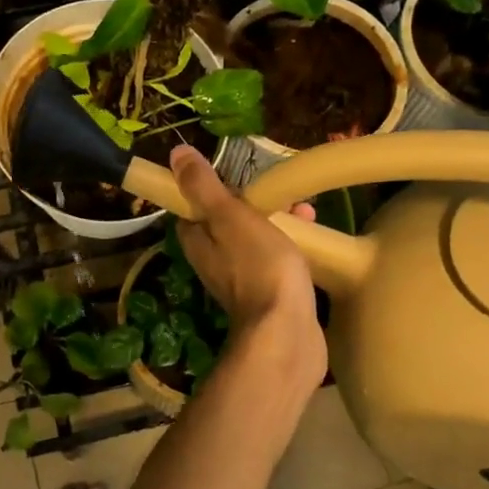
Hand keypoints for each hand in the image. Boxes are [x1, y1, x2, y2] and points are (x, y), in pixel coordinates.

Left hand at [168, 146, 326, 377]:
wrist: (286, 333)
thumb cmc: (258, 268)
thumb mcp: (229, 217)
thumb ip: (204, 187)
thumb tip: (176, 154)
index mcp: (197, 242)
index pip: (195, 207)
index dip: (214, 188)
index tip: (240, 174)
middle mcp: (212, 261)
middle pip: (227, 222)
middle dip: (254, 203)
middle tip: (282, 193)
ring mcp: (240, 281)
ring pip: (253, 240)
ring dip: (277, 222)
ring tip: (306, 211)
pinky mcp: (267, 295)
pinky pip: (273, 260)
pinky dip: (289, 246)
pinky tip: (312, 241)